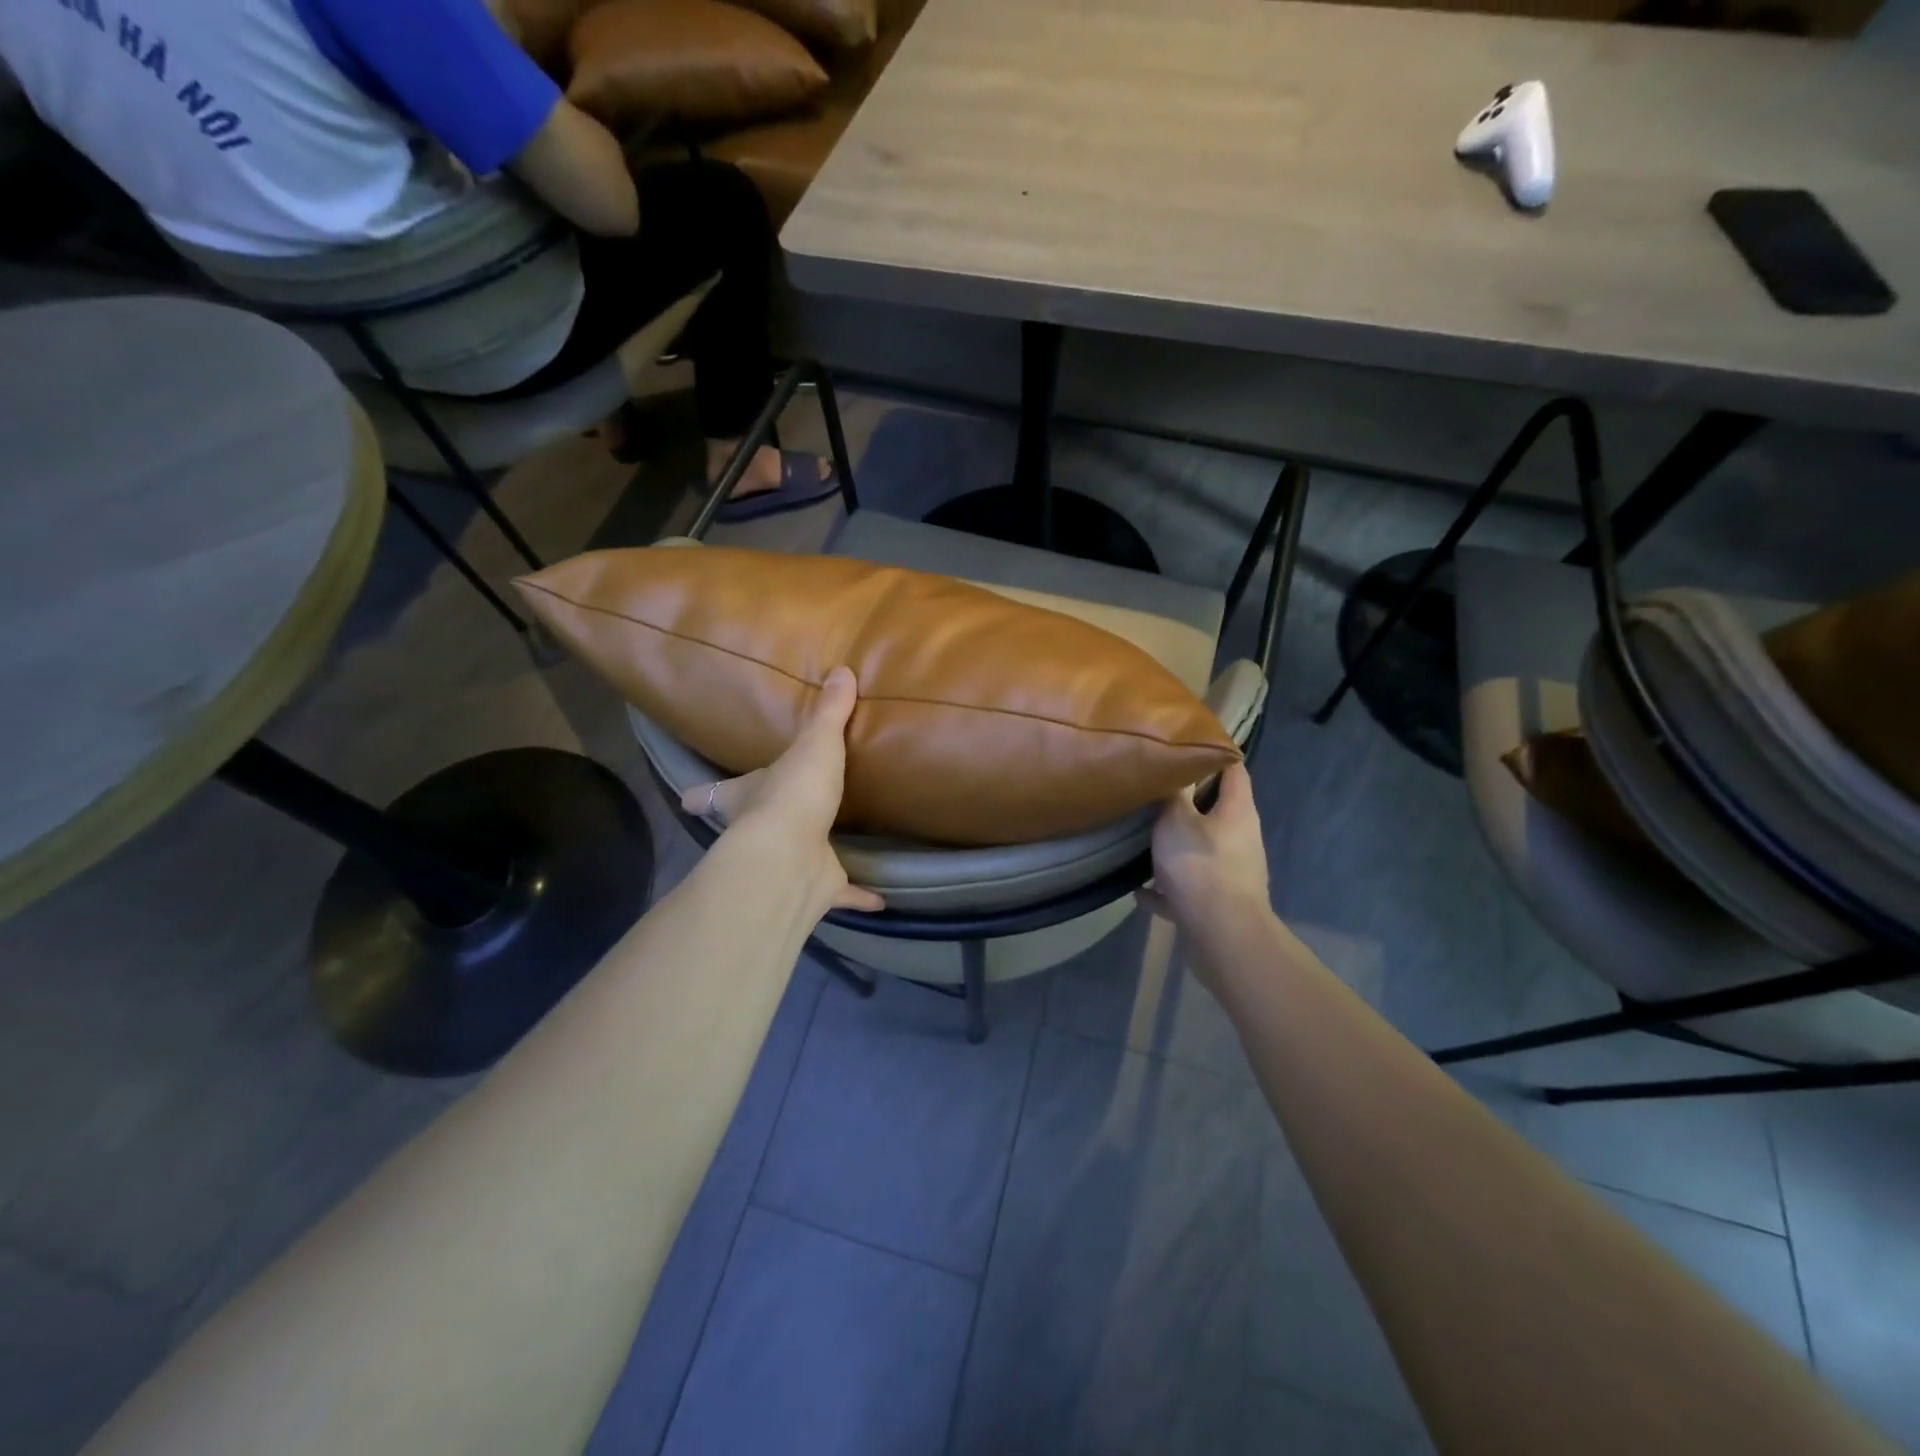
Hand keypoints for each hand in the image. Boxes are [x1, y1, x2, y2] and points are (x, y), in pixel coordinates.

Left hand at [680, 666, 883, 915]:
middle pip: (751, 828)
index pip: (711, 794)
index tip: (689, 798)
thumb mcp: (815, 743)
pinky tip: (880, 899)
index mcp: (745, 796)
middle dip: (759, 823)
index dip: (700, 795)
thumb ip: (830, 712)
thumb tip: (843, 669)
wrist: (792, 856)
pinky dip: (858, 896)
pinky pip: (840, 892)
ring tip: (826, 846)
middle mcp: (757, 833)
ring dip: (808, 856)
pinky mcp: (815, 888)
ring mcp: (786, 863)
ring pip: (794, 861)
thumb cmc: (793, 792)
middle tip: (774, 814)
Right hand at [1136, 763, 1269, 937]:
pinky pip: (1185, 889)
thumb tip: (1172, 767)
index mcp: (1237, 811)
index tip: (1187, 741)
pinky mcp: (1216, 904)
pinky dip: (1165, 888)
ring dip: (1174, 846)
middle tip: (1153, 787)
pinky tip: (1138, 890)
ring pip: (1199, 850)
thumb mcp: (1176, 820)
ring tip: (1142, 837)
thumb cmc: (1200, 866)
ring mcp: (1230, 874)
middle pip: (1216, 810)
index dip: (1214, 752)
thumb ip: (1173, 794)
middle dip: (1187, 800)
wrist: (1222, 936)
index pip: (1233, 769)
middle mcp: (1240, 839)